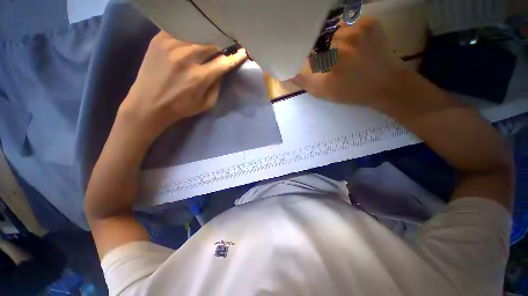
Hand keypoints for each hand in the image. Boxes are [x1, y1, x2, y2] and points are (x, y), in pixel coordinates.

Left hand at [118, 31, 246, 139]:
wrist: (149, 103)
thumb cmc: (181, 107)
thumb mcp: (206, 103)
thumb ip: (217, 86)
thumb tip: (223, 69)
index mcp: (200, 77)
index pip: (225, 61)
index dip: (237, 56)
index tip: (244, 51)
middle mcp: (187, 58)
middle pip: (212, 43)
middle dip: (222, 45)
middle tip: (225, 46)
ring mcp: (171, 45)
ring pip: (197, 33)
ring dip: (207, 37)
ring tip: (210, 40)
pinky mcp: (158, 39)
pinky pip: (180, 28)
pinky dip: (190, 32)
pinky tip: (192, 36)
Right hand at [290, 17, 409, 106]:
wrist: (386, 85)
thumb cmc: (352, 91)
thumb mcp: (324, 91)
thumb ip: (304, 81)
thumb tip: (288, 73)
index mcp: (333, 57)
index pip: (308, 47)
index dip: (307, 53)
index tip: (310, 59)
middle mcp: (345, 38)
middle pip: (321, 37)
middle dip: (322, 48)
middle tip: (331, 61)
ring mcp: (360, 27)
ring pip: (335, 29)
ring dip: (335, 40)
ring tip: (343, 54)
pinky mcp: (371, 22)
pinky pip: (350, 23)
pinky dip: (347, 32)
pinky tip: (353, 45)